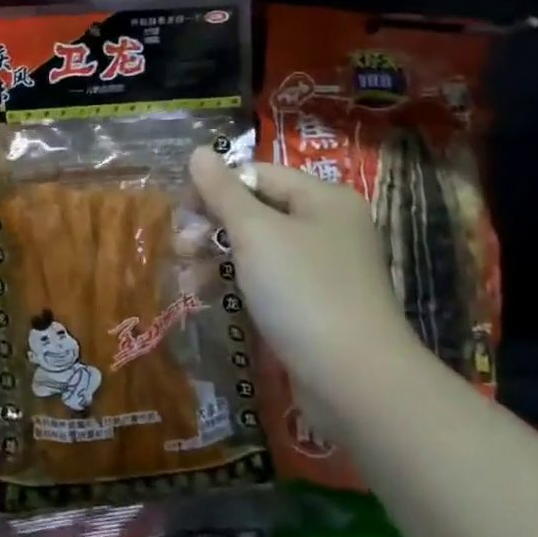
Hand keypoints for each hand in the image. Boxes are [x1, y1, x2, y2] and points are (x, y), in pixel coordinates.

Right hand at [188, 149, 420, 424]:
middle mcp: (328, 226)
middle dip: (212, 226)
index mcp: (323, 198)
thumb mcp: (255, 233)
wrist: (357, 384)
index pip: (257, 173)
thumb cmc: (304, 292)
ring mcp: (324, 269)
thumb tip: (199, 151)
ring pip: (257, 248)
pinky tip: (205, 296)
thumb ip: (222, 190)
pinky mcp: (316, 307)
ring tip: (186, 280)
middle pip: (255, 210)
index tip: (182, 211)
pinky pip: (268, 281)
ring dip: (216, 257)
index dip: (216, 187)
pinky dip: (236, 283)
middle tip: (181, 246)